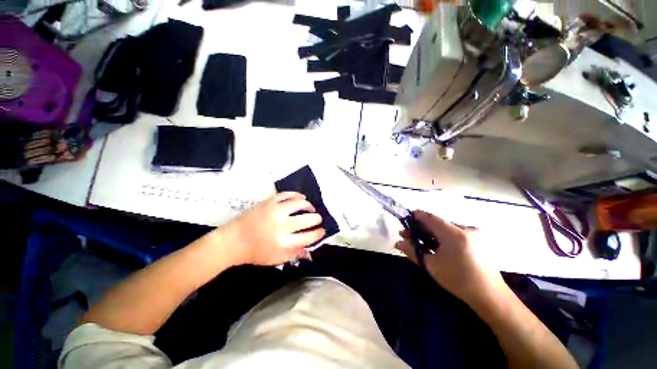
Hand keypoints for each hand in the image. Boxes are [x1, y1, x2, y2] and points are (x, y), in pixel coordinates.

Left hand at [216, 192, 324, 265]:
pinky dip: (296, 195)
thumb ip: (295, 254)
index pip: (310, 236)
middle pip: (308, 219)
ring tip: (311, 208)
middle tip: (318, 219)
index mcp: (285, 243)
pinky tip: (301, 197)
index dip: (319, 233)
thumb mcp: (277, 259)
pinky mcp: (269, 202)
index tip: (322, 230)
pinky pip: (287, 195)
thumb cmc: (256, 253)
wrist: (233, 241)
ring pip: (300, 203)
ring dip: (309, 205)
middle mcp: (282, 226)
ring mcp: (276, 211)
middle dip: (317, 219)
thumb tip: (310, 250)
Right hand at [395, 211, 504, 304]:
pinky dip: (443, 236)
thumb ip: (413, 251)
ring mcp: (474, 233)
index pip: (431, 218)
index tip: (406, 218)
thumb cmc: (459, 281)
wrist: (490, 296)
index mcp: (455, 234)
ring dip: (432, 232)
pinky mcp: (478, 239)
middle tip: (409, 235)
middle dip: (422, 227)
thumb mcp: (432, 266)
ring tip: (421, 241)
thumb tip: (398, 242)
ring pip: (446, 228)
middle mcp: (466, 229)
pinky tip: (437, 245)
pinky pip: (455, 232)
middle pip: (438, 222)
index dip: (417, 216)